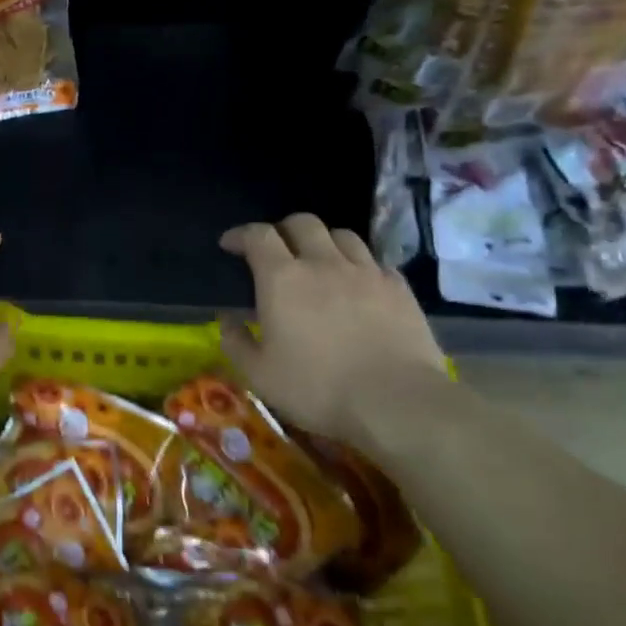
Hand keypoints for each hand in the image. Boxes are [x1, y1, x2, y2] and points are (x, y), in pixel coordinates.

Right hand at [219, 214, 445, 445]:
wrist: (395, 402)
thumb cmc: (317, 388)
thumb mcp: (259, 375)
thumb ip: (236, 342)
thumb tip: (227, 319)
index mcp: (282, 279)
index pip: (258, 235)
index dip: (241, 234)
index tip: (230, 245)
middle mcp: (323, 263)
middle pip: (302, 223)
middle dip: (282, 230)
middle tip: (275, 250)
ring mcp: (366, 272)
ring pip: (341, 235)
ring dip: (323, 241)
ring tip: (318, 261)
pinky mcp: (399, 288)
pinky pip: (375, 261)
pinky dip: (359, 264)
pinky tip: (357, 284)